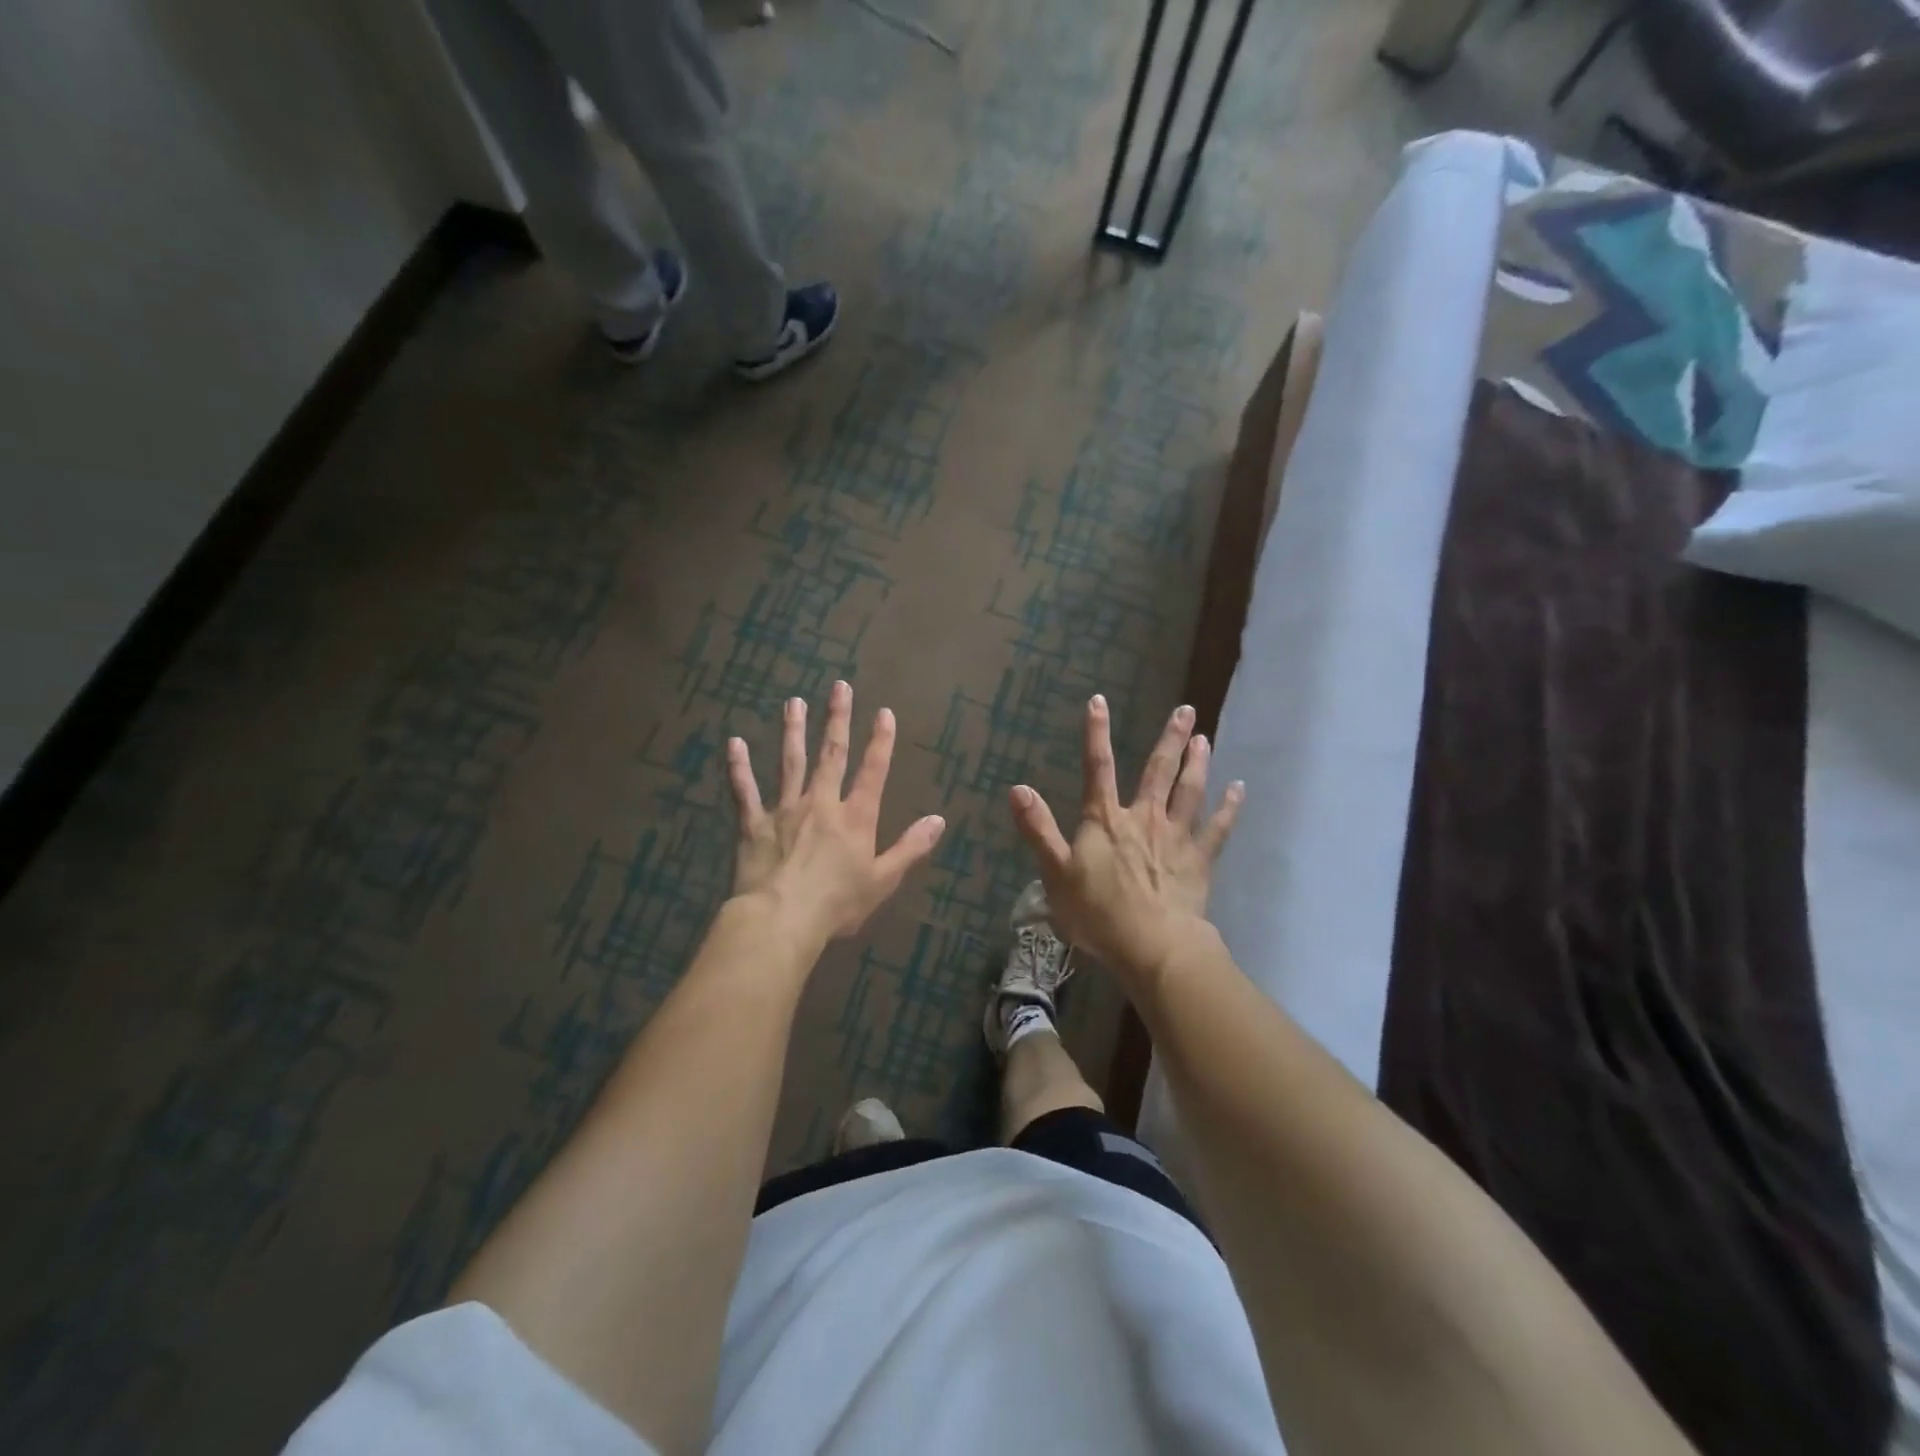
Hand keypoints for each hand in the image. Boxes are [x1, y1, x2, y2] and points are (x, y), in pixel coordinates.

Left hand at [726, 680, 945, 943]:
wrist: (781, 920)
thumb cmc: (837, 904)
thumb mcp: (883, 880)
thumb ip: (910, 848)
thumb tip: (938, 820)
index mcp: (855, 818)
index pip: (872, 771)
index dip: (880, 741)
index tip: (883, 712)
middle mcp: (821, 803)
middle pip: (832, 754)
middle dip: (837, 719)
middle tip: (839, 686)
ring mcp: (785, 810)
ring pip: (791, 763)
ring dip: (794, 731)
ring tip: (794, 702)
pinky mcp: (754, 824)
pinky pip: (746, 791)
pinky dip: (739, 768)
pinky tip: (734, 743)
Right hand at [1008, 695, 1242, 982]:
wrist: (1153, 946)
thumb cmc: (1098, 913)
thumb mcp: (1055, 873)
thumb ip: (1038, 829)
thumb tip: (1018, 788)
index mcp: (1106, 820)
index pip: (1098, 768)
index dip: (1096, 734)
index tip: (1099, 701)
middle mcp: (1144, 818)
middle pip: (1158, 771)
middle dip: (1170, 739)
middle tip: (1186, 710)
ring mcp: (1176, 837)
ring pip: (1190, 791)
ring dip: (1199, 762)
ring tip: (1206, 737)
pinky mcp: (1199, 860)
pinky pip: (1218, 828)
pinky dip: (1229, 808)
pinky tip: (1239, 789)